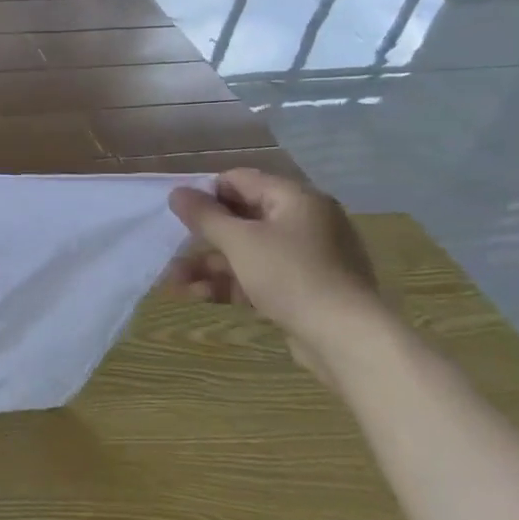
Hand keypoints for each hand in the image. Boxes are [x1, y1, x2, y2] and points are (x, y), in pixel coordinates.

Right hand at [167, 169, 390, 382]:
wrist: (347, 339)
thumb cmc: (290, 276)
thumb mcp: (239, 242)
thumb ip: (205, 216)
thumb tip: (177, 192)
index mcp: (295, 199)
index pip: (240, 180)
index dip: (206, 194)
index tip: (179, 215)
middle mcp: (303, 222)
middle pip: (241, 218)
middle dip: (202, 237)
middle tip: (171, 249)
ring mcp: (305, 257)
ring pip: (246, 251)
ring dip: (209, 265)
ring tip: (174, 282)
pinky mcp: (303, 289)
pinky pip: (259, 275)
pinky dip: (230, 283)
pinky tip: (198, 296)